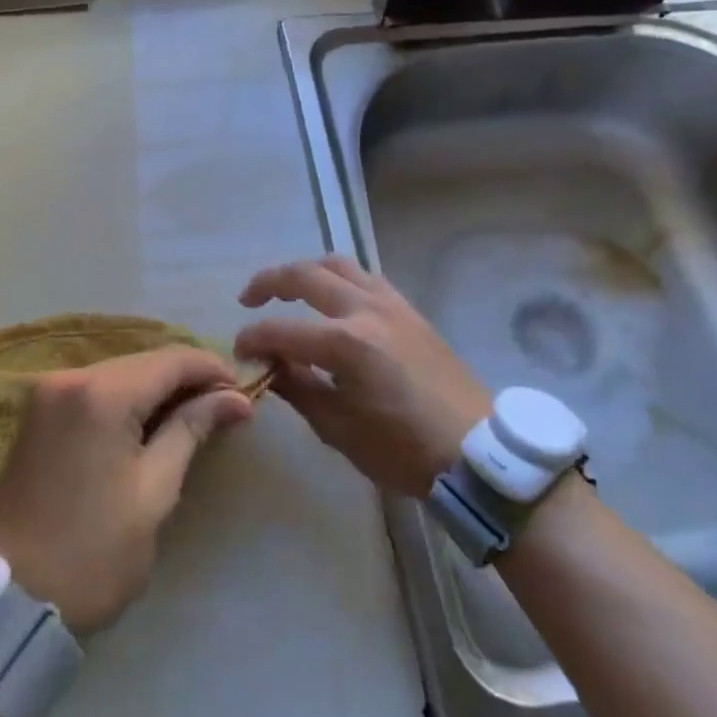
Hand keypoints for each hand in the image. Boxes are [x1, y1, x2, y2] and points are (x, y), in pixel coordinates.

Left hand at [0, 349, 251, 636]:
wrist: (6, 602)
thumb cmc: (91, 553)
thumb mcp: (153, 492)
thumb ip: (191, 430)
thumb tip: (236, 398)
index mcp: (101, 393)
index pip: (171, 359)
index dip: (212, 369)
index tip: (244, 393)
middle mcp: (70, 377)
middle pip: (144, 361)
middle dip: (187, 379)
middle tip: (225, 409)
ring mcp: (48, 391)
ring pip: (120, 373)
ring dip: (158, 389)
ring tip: (195, 418)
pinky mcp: (38, 412)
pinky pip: (96, 389)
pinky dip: (128, 400)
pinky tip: (150, 423)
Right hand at [234, 256, 490, 496]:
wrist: (476, 451)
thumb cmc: (404, 450)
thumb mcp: (339, 429)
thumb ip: (298, 388)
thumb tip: (268, 365)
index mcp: (345, 344)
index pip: (281, 330)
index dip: (253, 338)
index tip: (239, 351)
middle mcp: (365, 310)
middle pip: (305, 275)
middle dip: (269, 282)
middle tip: (248, 299)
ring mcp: (391, 304)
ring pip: (338, 264)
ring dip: (306, 271)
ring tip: (288, 288)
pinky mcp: (409, 309)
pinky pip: (365, 277)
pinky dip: (339, 278)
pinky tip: (332, 298)